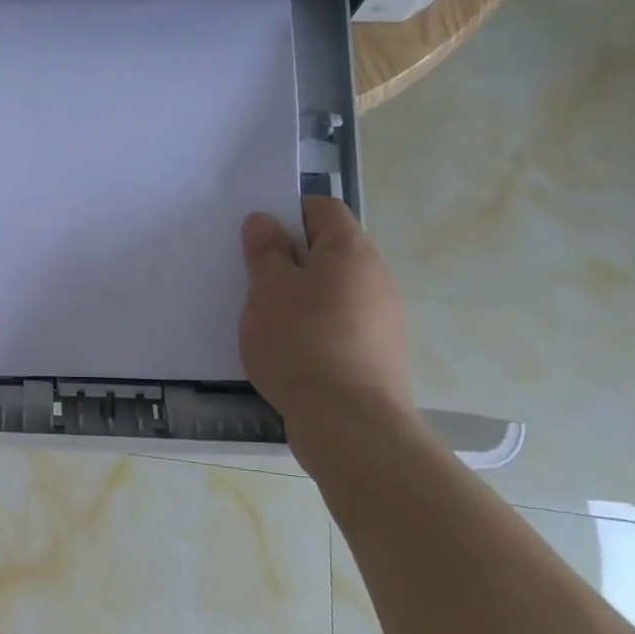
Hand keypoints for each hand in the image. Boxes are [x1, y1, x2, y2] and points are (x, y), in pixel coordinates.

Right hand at [239, 198, 412, 419]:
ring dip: (299, 294)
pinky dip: (313, 325)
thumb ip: (266, 250)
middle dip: (289, 258)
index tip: (256, 238)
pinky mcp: (377, 353)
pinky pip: (339, 322)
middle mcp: (375, 277)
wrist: (350, 425)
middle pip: (328, 249)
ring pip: (332, 288)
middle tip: (252, 277)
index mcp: (351, 252)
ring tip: (265, 316)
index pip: (322, 208)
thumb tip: (264, 220)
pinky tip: (288, 348)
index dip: (287, 213)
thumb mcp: (268, 289)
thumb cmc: (302, 343)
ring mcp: (382, 318)